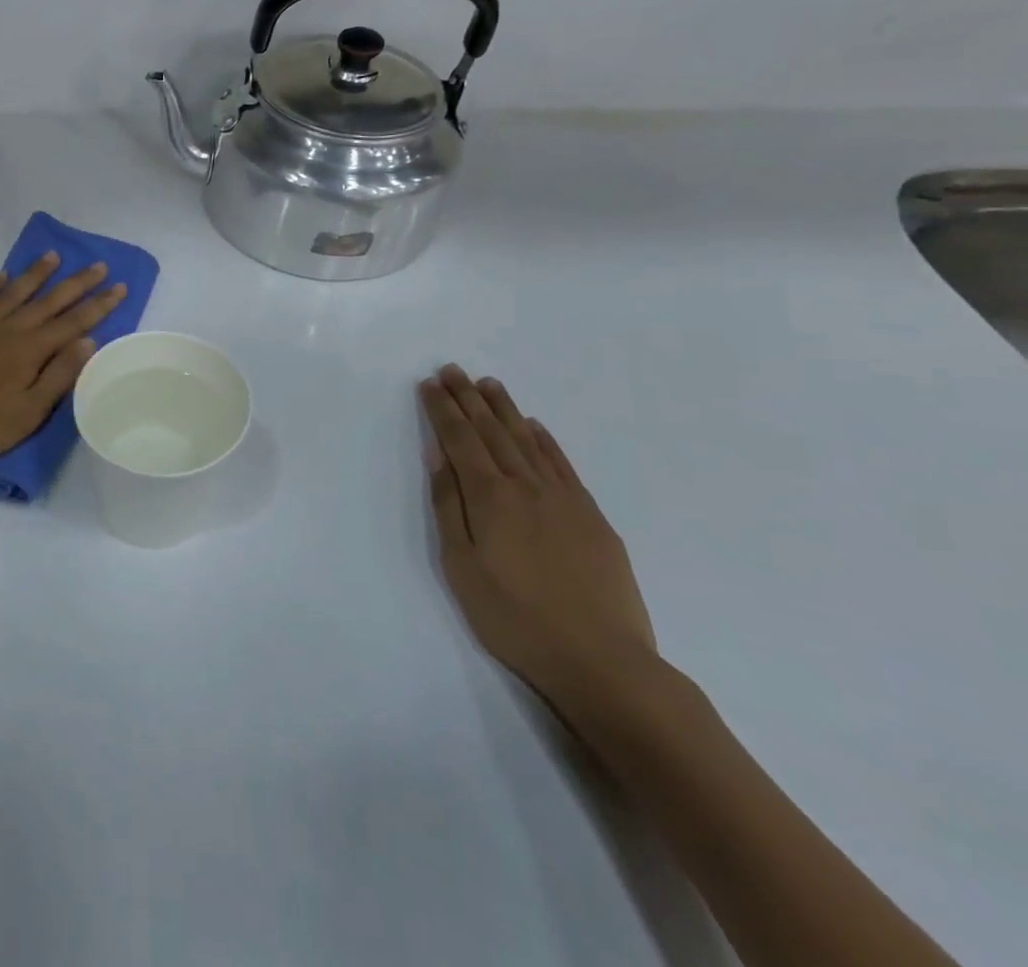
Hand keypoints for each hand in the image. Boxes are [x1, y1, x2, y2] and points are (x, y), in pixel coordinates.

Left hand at [0, 253, 127, 472]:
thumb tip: (88, 341)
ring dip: (35, 274)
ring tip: (54, 256)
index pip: (72, 323)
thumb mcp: (27, 413)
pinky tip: (0, 276)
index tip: (119, 286)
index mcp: (28, 352)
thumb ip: (58, 376)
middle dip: (76, 283)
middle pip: (47, 301)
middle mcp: (5, 329)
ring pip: (12, 292)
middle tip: (99, 265)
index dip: (98, 305)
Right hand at [420, 365, 659, 718]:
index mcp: (490, 497)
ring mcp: (564, 499)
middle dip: (468, 398)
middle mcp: (526, 486)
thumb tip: (439, 455)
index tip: (429, 384)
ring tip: (488, 383)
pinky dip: (545, 440)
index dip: (442, 410)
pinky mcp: (592, 517)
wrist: (601, 661)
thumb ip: (449, 505)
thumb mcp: (462, 566)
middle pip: (491, 431)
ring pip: (527, 440)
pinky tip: (534, 426)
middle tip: (452, 369)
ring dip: (505, 409)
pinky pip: (562, 464)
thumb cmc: (514, 617)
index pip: (460, 439)